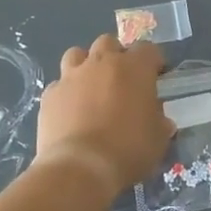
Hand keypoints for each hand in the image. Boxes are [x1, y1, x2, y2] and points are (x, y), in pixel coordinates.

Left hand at [34, 36, 173, 196]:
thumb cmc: (128, 150)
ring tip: (91, 87)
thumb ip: (159, 122)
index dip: (153, 61)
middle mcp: (101, 63)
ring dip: (86, 65)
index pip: (148, 49)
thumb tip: (160, 121)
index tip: (156, 76)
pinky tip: (69, 111)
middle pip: (109, 43)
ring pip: (77, 54)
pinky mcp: (50, 95)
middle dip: (116, 56)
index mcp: (134, 68)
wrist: (81, 167)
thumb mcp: (158, 139)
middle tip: (121, 80)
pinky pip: (59, 85)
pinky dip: (66, 93)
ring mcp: (71, 76)